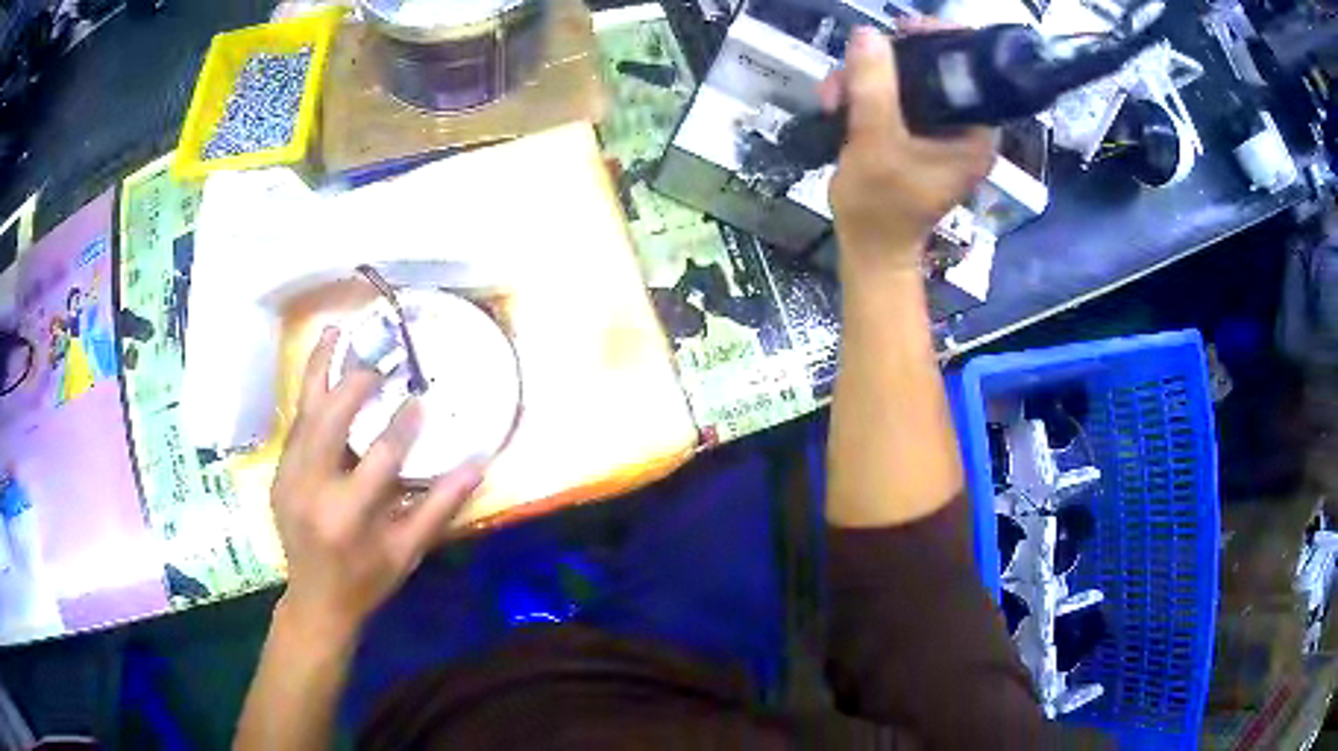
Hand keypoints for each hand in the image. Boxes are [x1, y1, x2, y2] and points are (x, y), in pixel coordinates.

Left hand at [270, 327, 483, 641]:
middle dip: (355, 383)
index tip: (418, 400)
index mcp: (349, 515)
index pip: (380, 456)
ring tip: (335, 333)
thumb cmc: (368, 579)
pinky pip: (295, 426)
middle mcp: (312, 489)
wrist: (316, 600)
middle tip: (381, 361)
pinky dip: (309, 395)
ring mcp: (289, 479)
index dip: (402, 425)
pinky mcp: (279, 474)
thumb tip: (477, 465)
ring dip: (320, 370)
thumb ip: (440, 506)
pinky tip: (321, 371)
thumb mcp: (409, 550)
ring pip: (304, 413)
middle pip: (330, 420)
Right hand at [823, 25, 995, 272]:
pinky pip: (896, 100)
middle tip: (852, 66)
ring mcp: (940, 133)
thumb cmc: (881, 207)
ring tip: (833, 95)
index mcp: (975, 134)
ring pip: (908, 83)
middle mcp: (965, 129)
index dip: (939, 41)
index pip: (970, 70)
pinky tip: (839, 104)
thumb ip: (873, 88)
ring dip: (866, 80)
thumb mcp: (875, 142)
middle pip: (934, 70)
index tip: (901, 32)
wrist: (869, 250)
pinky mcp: (917, 137)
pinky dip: (866, 96)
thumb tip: (868, 35)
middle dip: (888, 63)